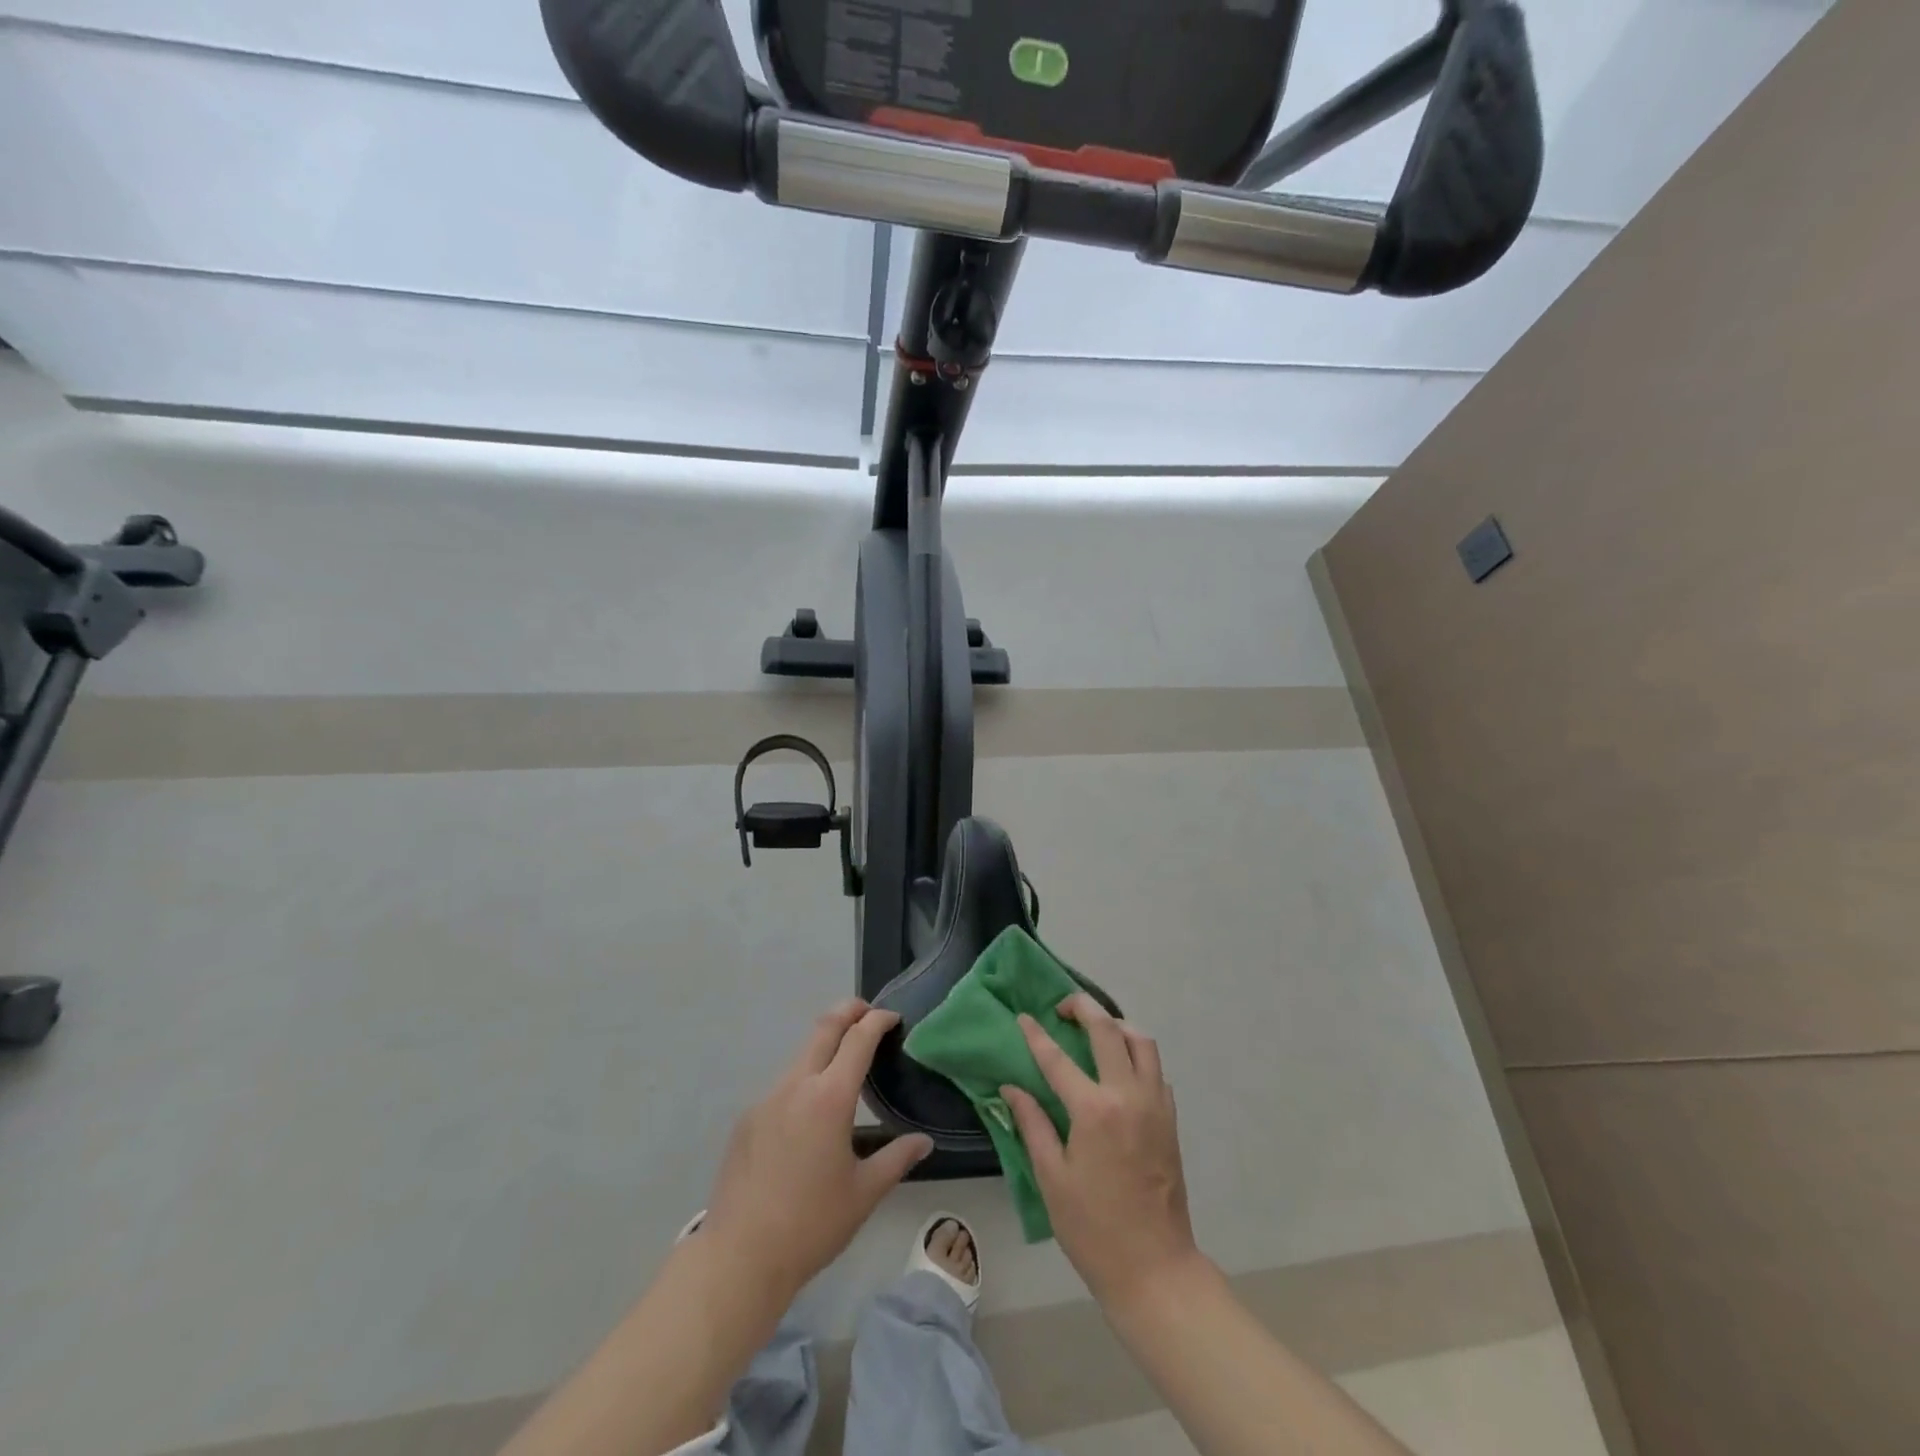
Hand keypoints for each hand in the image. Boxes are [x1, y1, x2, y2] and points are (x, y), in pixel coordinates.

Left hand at [703, 999, 932, 1299]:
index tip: (892, 1017)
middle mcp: (796, 1086)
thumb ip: (897, 1159)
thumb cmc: (811, 1225)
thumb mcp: (864, 1193)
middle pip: (823, 1029)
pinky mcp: (747, 1119)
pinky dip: (803, 1082)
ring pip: (801, 1057)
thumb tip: (924, 1142)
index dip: (877, 1020)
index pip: (858, 1039)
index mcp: (830, 1098)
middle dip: (848, 1012)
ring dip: (824, 1049)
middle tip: (867, 1011)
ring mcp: (766, 1100)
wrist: (739, 1257)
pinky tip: (809, 1116)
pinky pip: (782, 1087)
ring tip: (843, 1068)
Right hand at [1001, 995, 1202, 1308]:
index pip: (1058, 1058)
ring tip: (1094, 1029)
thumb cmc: (1093, 1228)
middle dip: (1083, 1007)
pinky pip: (1155, 1068)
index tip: (1023, 1017)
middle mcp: (1128, 1095)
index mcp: (1094, 1110)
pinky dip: (1136, 1054)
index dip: (1037, 1035)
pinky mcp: (1170, 1118)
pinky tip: (1119, 1069)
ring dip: (1116, 1025)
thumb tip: (1012, 1087)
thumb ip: (1033, 1124)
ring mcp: (1155, 1104)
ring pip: (1141, 1041)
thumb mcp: (1051, 1177)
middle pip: (1108, 1029)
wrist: (1155, 1269)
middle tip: (1062, 1008)